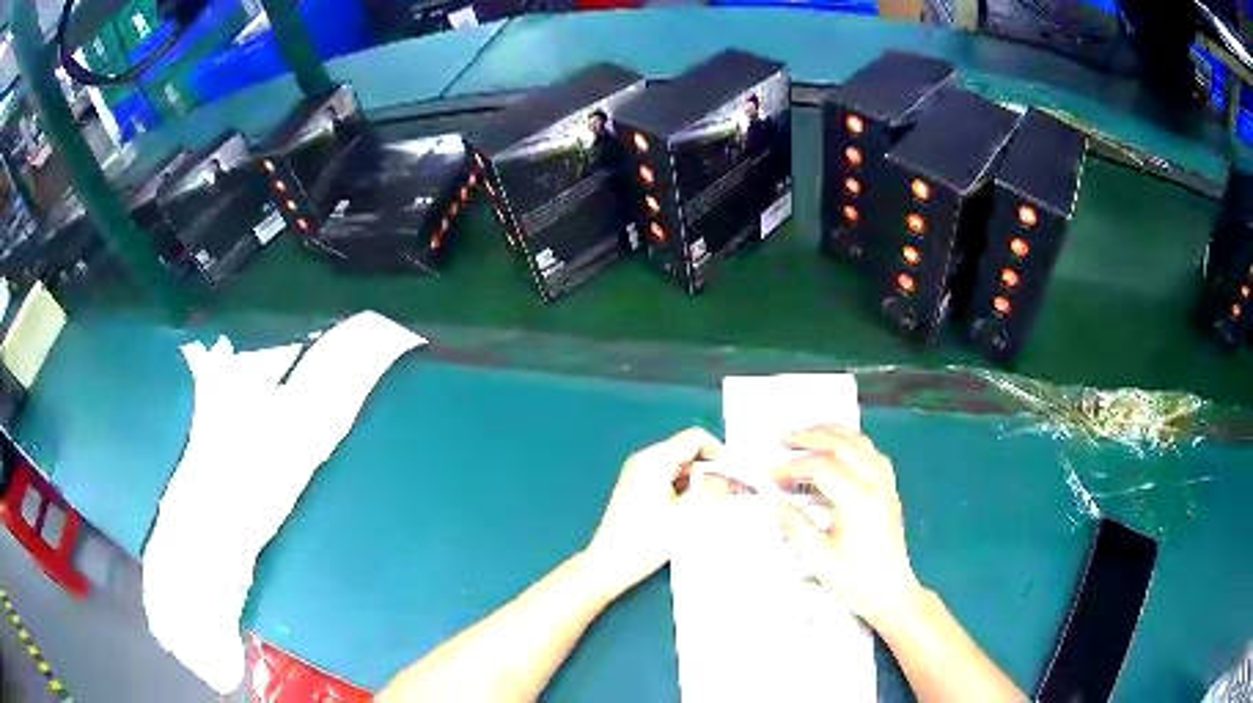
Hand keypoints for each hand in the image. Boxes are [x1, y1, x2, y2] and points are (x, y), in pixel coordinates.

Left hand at [583, 428, 723, 597]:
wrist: (609, 564)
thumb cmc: (645, 540)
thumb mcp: (688, 514)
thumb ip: (713, 490)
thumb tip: (733, 477)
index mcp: (654, 460)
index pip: (696, 439)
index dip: (721, 453)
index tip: (738, 472)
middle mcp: (644, 460)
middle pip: (688, 450)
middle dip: (713, 467)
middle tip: (734, 488)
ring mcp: (638, 474)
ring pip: (680, 465)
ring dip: (701, 478)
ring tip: (718, 500)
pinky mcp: (638, 489)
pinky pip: (669, 477)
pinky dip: (687, 486)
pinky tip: (696, 506)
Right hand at [772, 425, 921, 625]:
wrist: (890, 591)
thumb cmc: (856, 580)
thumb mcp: (819, 559)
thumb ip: (796, 526)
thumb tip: (775, 504)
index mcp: (858, 501)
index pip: (821, 468)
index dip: (792, 467)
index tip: (770, 475)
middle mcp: (875, 484)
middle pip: (842, 444)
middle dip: (810, 438)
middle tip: (783, 441)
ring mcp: (886, 483)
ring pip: (859, 441)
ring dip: (831, 433)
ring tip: (807, 436)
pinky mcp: (889, 487)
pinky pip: (870, 451)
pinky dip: (850, 442)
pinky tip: (837, 449)